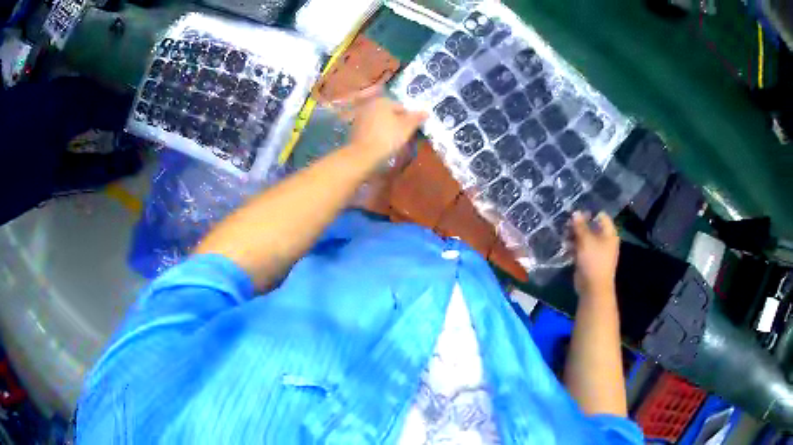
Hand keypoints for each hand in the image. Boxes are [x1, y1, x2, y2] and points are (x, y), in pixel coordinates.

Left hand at [348, 97, 427, 164]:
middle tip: (403, 136)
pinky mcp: (355, 129)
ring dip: (387, 127)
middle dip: (397, 122)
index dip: (409, 118)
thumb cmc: (388, 138)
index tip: (411, 130)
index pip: (402, 107)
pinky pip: (372, 128)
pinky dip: (377, 133)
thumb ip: (417, 118)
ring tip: (393, 141)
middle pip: (390, 112)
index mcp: (383, 101)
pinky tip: (381, 143)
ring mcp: (361, 116)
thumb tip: (426, 112)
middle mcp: (370, 105)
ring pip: (380, 120)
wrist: (363, 156)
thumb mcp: (407, 127)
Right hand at [571, 211, 619, 299]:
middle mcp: (605, 241)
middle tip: (566, 224)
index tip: (576, 212)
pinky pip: (581, 249)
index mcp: (609, 234)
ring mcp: (596, 251)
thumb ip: (580, 226)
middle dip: (579, 225)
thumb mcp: (586, 240)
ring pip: (585, 239)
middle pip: (592, 227)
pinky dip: (574, 247)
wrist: (593, 287)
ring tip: (563, 235)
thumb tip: (575, 212)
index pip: (601, 217)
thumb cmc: (593, 260)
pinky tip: (564, 246)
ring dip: (574, 236)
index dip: (589, 213)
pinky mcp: (588, 260)